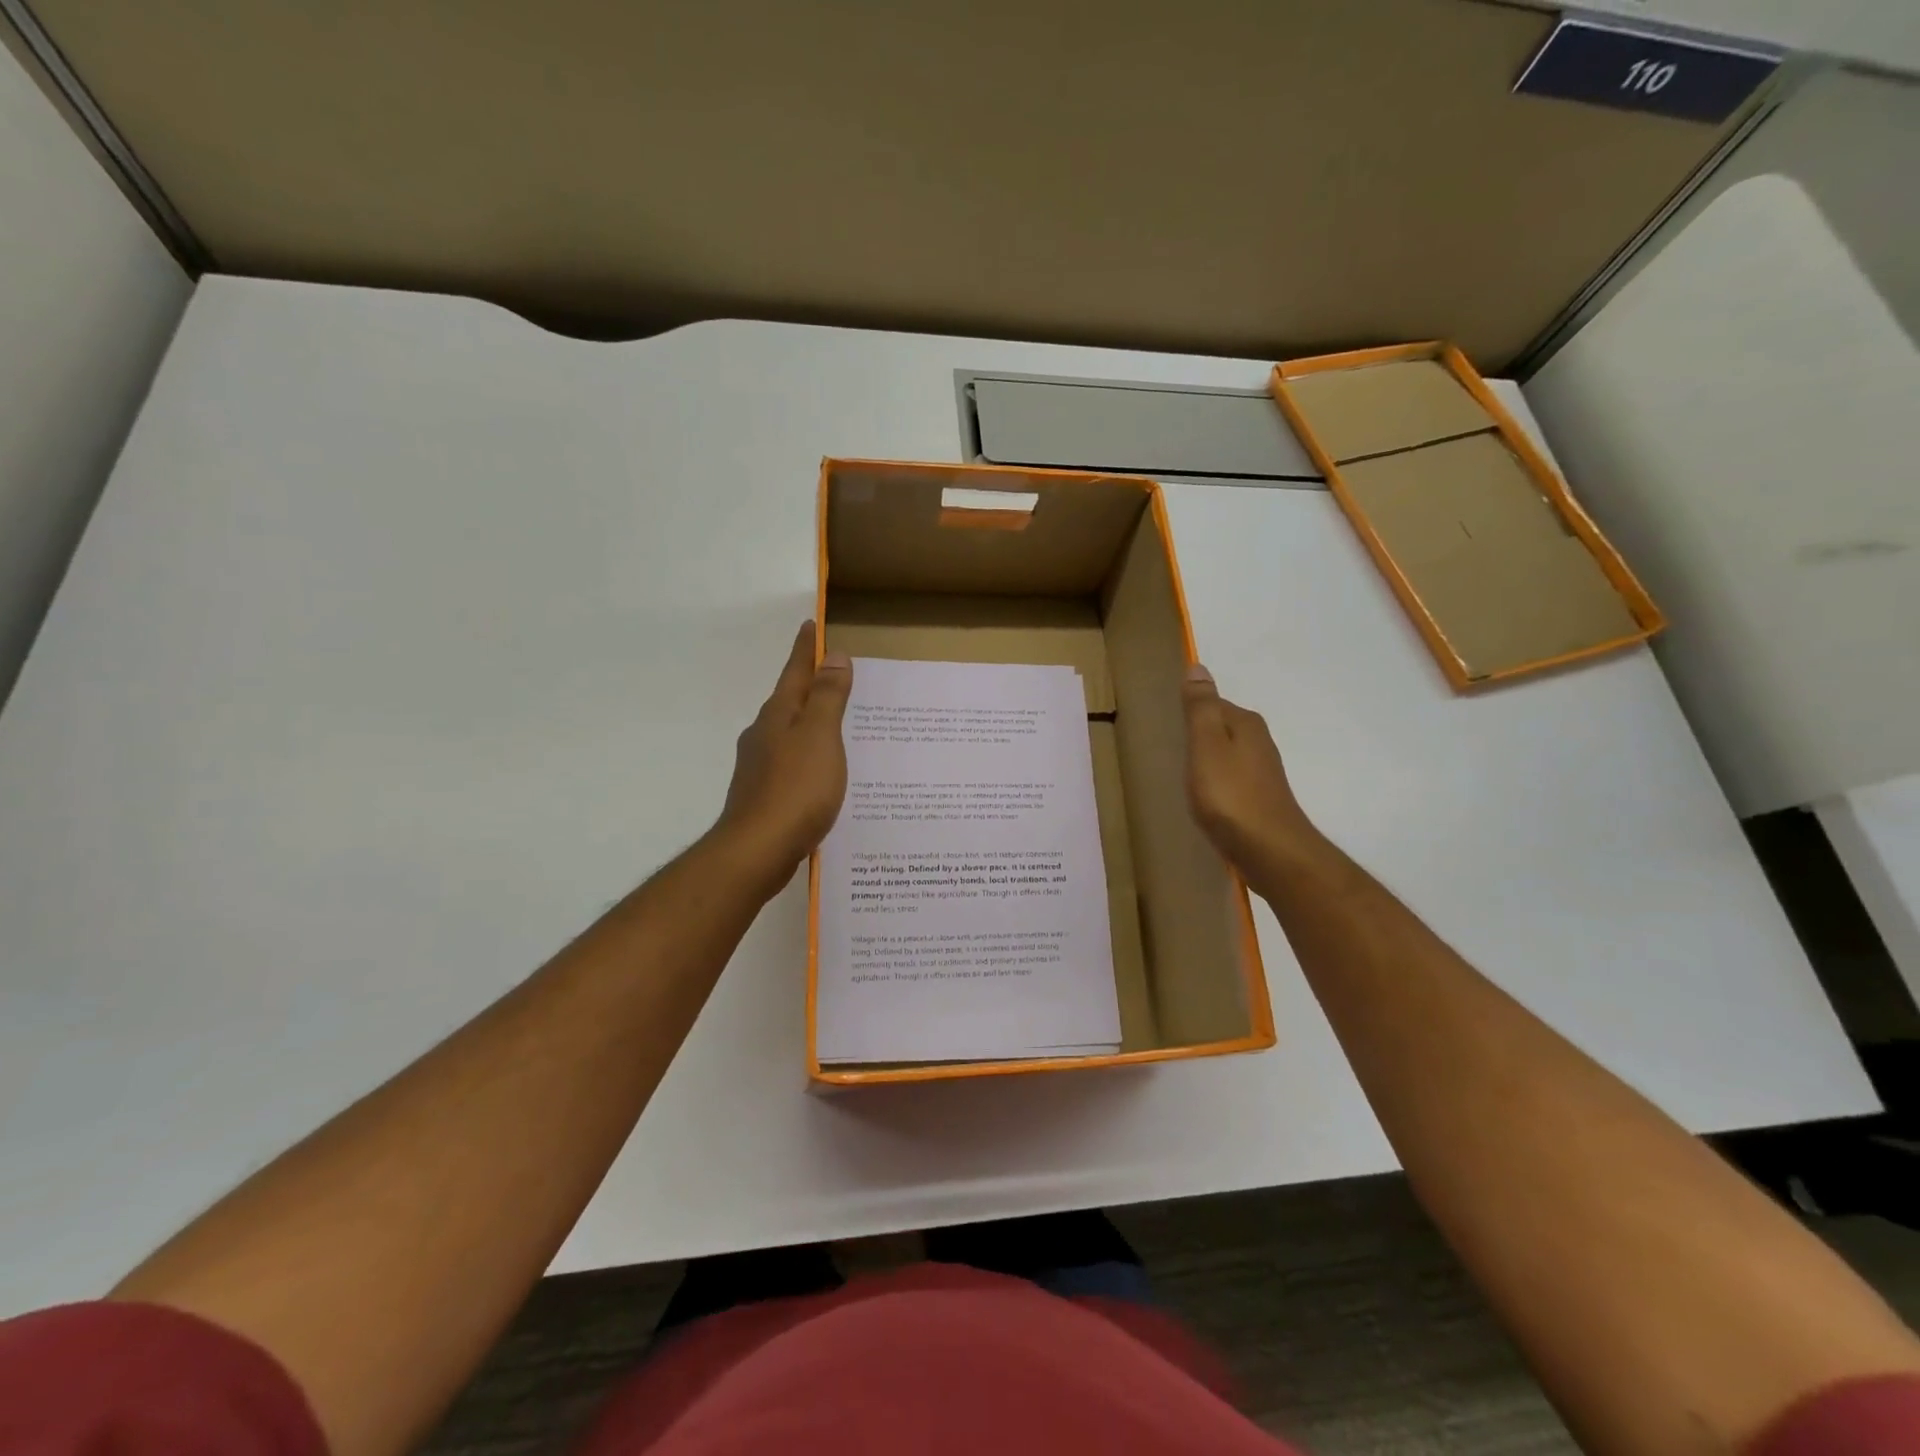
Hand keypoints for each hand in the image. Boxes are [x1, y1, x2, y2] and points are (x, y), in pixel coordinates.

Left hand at [711, 621, 852, 897]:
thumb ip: (828, 697)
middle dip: (808, 686)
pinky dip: (807, 756)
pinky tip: (820, 772)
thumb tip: (833, 656)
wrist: (757, 850)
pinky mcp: (764, 795)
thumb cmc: (796, 789)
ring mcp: (760, 767)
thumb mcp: (820, 737)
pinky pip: (791, 763)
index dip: (806, 650)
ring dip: (808, 723)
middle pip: (789, 702)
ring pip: (788, 734)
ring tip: (834, 724)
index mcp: (779, 716)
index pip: (796, 672)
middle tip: (832, 674)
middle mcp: (764, 735)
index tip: (810, 626)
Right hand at [1182, 663, 1320, 880]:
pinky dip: (1214, 783)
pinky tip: (1202, 797)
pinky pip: (1229, 780)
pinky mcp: (1259, 799)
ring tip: (1179, 773)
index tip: (1164, 724)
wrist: (1270, 851)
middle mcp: (1258, 742)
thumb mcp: (1206, 745)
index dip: (1188, 711)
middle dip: (1197, 735)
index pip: (1211, 703)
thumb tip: (1198, 666)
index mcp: (1245, 724)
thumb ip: (1200, 708)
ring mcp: (1261, 773)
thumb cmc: (1231, 795)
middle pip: (1220, 729)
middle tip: (1166, 747)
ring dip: (1205, 760)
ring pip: (1225, 755)